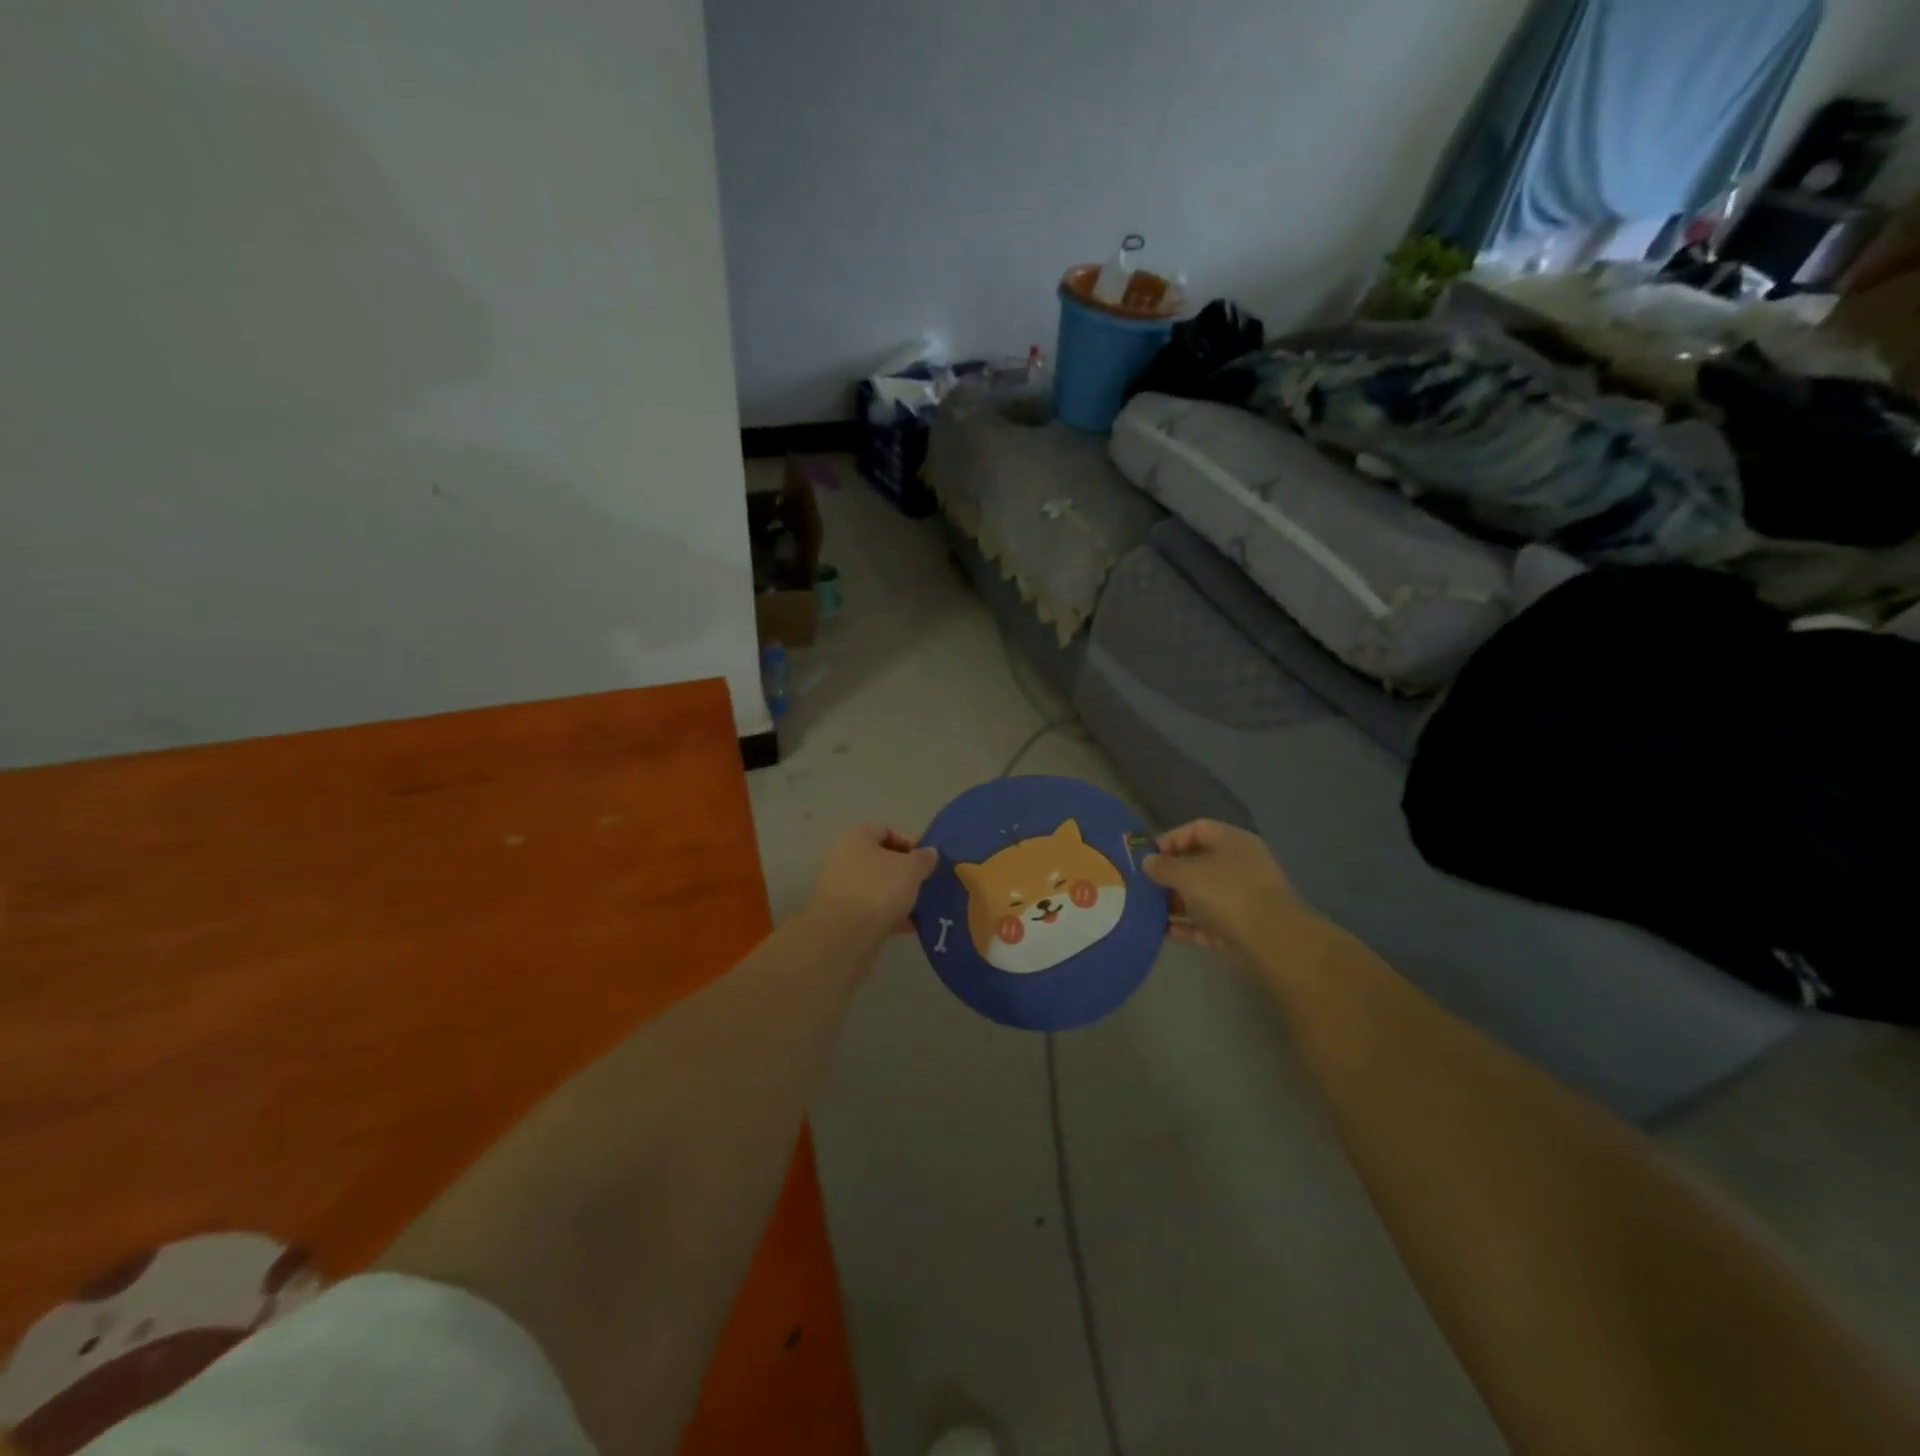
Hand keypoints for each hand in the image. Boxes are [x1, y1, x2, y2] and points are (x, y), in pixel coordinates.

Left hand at [805, 824, 938, 939]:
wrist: (844, 935)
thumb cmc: (879, 889)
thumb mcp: (911, 869)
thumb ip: (923, 858)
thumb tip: (929, 853)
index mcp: (857, 838)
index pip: (886, 830)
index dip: (910, 842)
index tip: (928, 859)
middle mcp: (844, 859)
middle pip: (881, 860)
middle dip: (906, 872)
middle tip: (927, 882)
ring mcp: (841, 889)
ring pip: (877, 887)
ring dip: (899, 895)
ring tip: (923, 906)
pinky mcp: (843, 917)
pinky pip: (872, 910)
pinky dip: (890, 915)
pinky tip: (911, 925)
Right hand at [1143, 819, 1299, 953]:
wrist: (1271, 940)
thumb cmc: (1226, 892)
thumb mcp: (1187, 874)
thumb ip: (1164, 867)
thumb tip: (1148, 862)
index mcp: (1232, 841)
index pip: (1197, 829)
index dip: (1170, 839)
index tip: (1147, 856)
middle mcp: (1240, 865)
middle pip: (1198, 864)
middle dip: (1169, 875)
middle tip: (1143, 885)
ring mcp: (1243, 898)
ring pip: (1202, 896)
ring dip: (1175, 902)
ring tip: (1146, 910)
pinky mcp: (1241, 928)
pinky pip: (1207, 923)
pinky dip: (1186, 926)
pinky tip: (1161, 932)